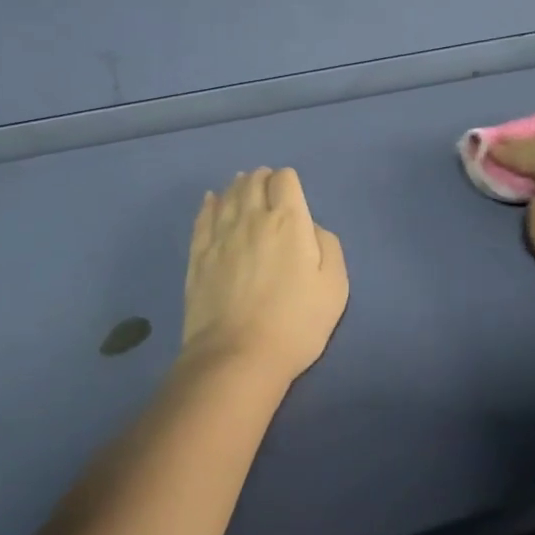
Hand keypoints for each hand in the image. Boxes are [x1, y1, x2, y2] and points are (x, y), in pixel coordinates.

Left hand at [181, 167, 348, 386]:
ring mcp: (220, 235)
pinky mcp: (199, 254)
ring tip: (243, 186)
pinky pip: (203, 217)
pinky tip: (212, 200)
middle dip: (263, 179)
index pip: (284, 179)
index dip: (289, 181)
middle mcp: (252, 218)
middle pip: (253, 181)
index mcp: (288, 221)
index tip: (292, 195)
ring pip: (228, 195)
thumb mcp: (335, 286)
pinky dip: (210, 203)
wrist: (238, 356)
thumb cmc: (296, 323)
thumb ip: (328, 245)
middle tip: (268, 188)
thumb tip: (309, 227)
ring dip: (238, 186)